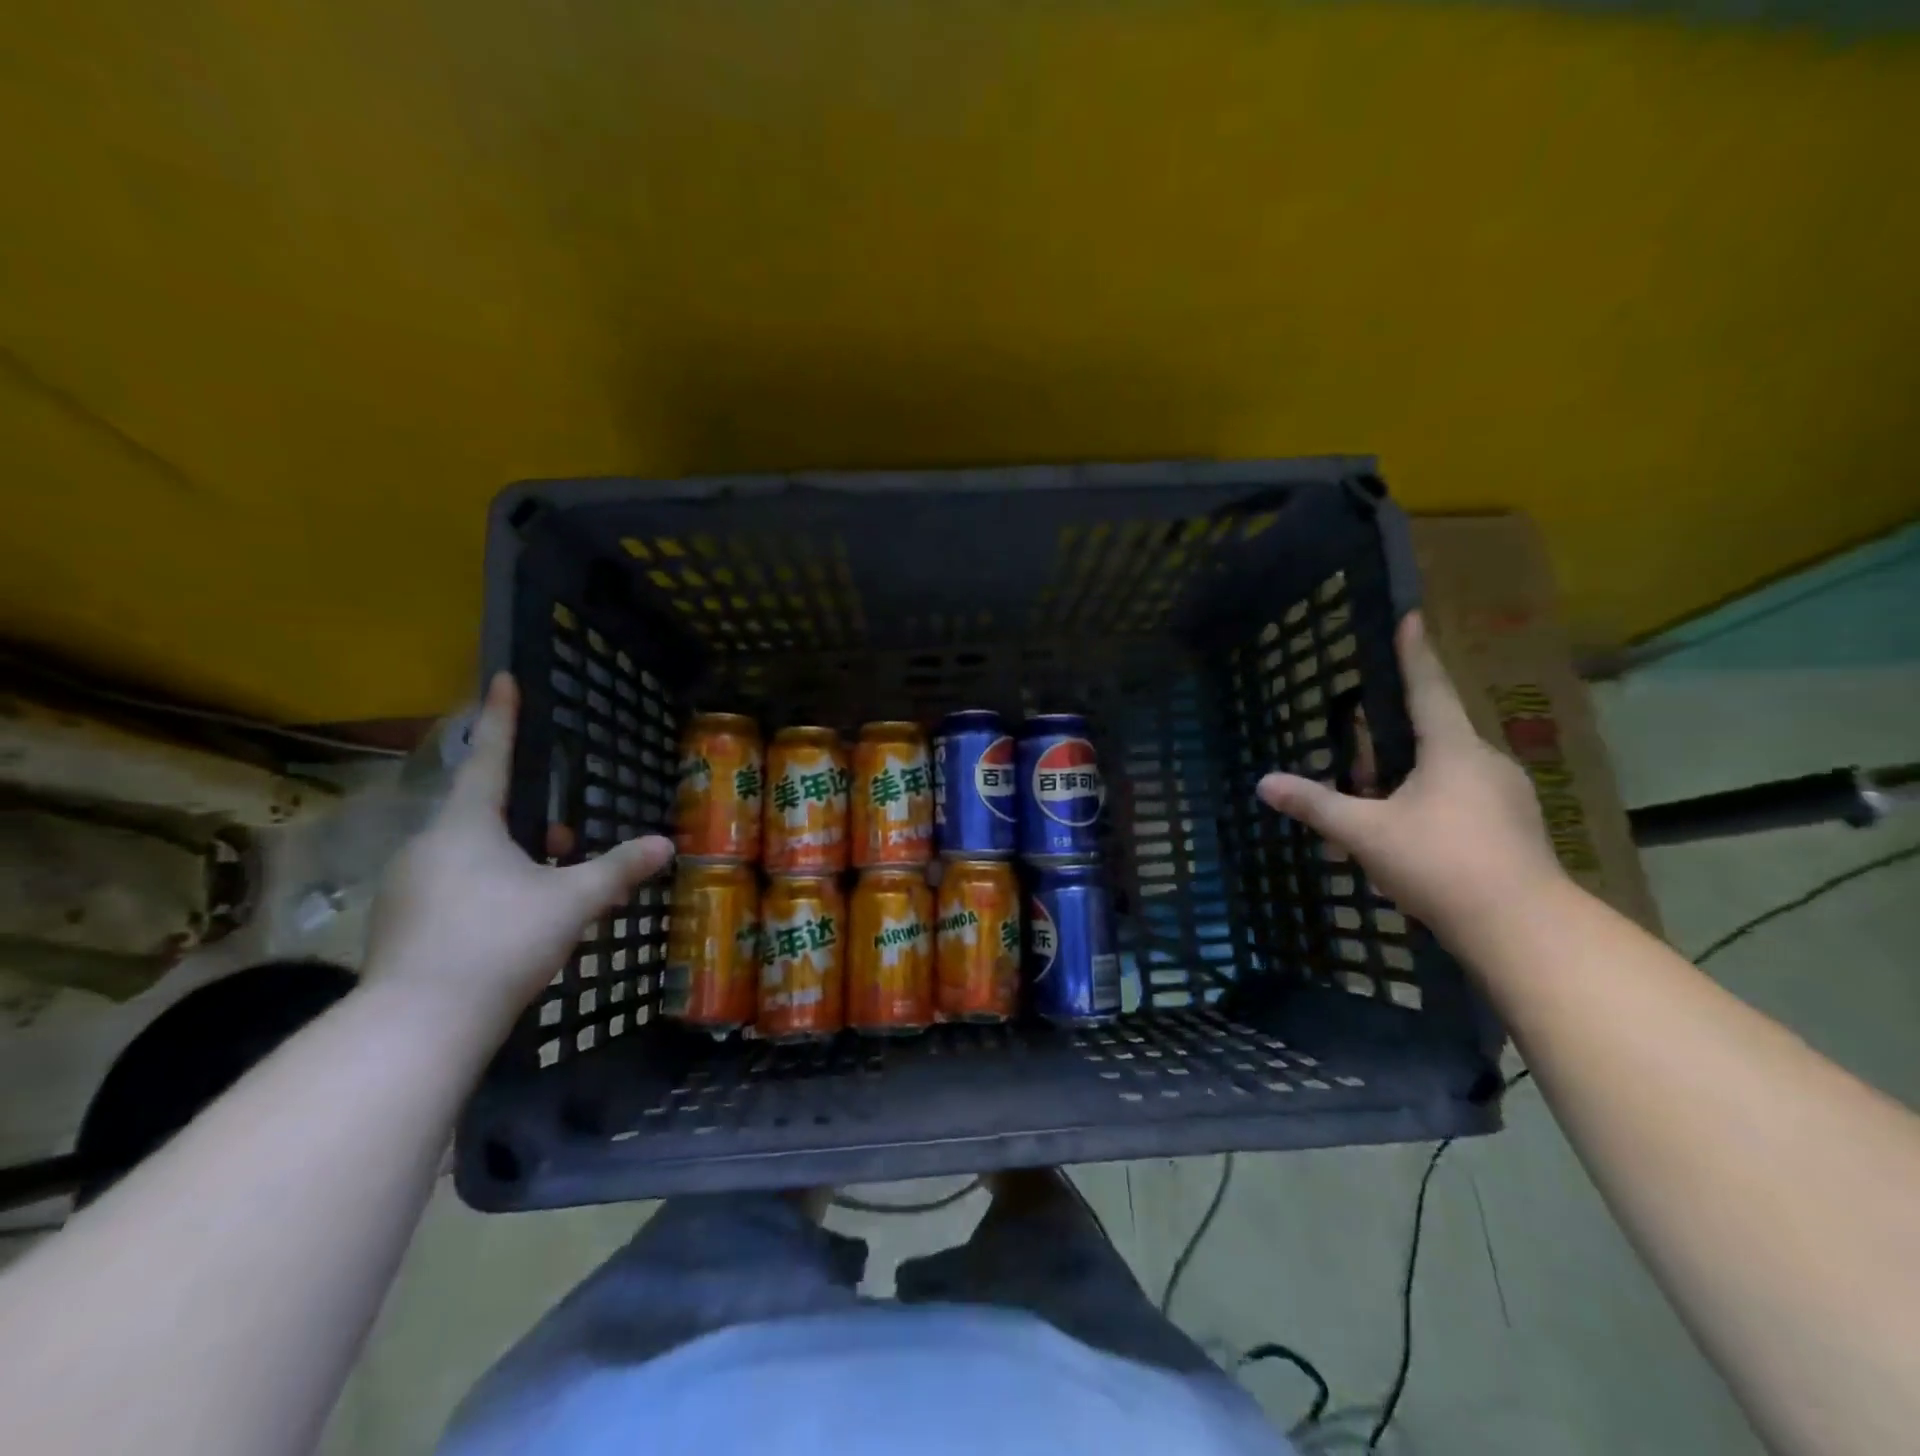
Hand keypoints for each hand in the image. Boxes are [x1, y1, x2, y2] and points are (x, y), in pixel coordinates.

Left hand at [364, 673, 674, 1028]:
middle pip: (485, 815)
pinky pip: (452, 888)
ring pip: (470, 855)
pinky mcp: (400, 924)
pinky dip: (487, 892)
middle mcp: (428, 846)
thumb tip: (665, 844)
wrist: (418, 1025)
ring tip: (550, 892)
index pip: (489, 757)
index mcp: (465, 826)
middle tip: (566, 841)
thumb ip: (618, 869)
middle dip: (529, 821)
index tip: (502, 678)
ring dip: (512, 860)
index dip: (501, 717)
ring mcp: (407, 887)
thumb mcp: (572, 901)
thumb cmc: (500, 941)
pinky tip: (513, 927)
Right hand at [1256, 612, 1562, 943]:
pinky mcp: (1515, 827)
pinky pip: (1463, 797)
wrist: (1524, 928)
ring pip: (1448, 769)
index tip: (1411, 617)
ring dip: (1410, 776)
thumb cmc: (1440, 863)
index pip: (1427, 688)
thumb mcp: (1366, 832)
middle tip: (1358, 753)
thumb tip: (1264, 783)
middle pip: (1434, 733)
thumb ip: (1316, 806)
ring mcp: (1507, 796)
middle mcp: (1485, 762)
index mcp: (1452, 749)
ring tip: (1376, 802)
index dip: (1414, 653)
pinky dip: (1431, 802)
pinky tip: (1411, 835)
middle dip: (1394, 739)